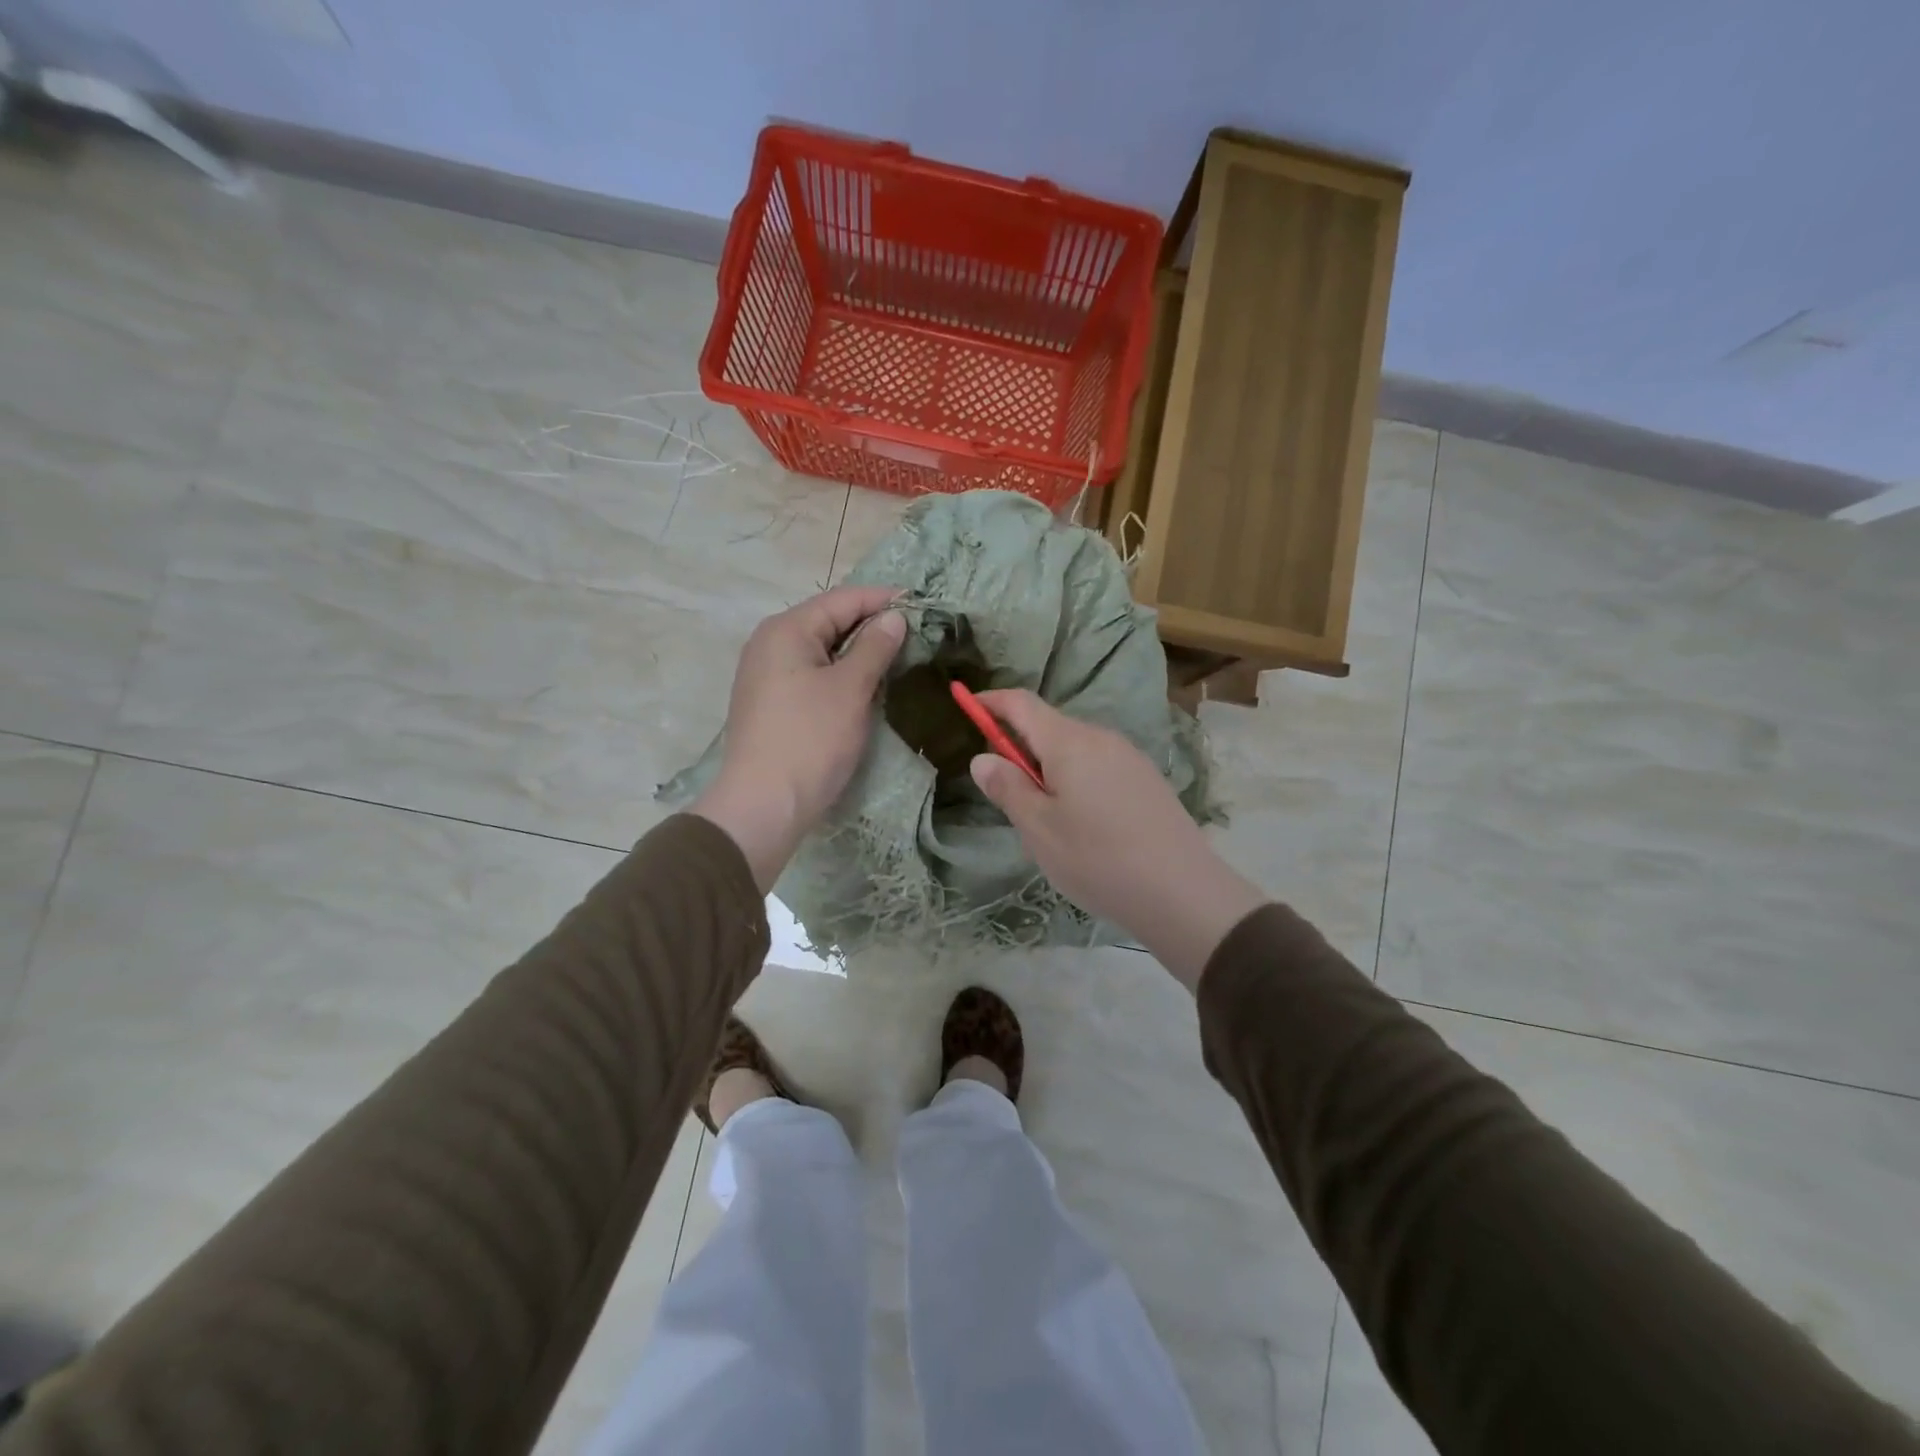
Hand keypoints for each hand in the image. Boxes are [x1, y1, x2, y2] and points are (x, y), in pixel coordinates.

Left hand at [692, 585, 905, 890]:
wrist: (764, 804)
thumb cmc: (811, 739)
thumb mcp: (850, 689)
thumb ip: (874, 647)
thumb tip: (894, 617)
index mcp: (786, 630)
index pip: (841, 600)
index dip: (883, 599)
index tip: (921, 603)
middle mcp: (771, 644)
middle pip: (829, 622)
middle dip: (872, 625)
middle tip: (915, 633)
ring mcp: (767, 676)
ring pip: (822, 651)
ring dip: (858, 652)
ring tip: (897, 656)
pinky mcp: (772, 704)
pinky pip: (813, 675)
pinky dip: (841, 674)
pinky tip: (866, 686)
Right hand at [968, 690, 1267, 990]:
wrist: (1183, 892)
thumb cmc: (1097, 858)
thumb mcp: (1039, 829)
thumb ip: (1008, 787)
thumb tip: (983, 758)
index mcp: (1069, 742)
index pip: (1022, 703)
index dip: (992, 702)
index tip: (968, 706)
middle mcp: (1101, 737)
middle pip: (1049, 726)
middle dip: (1020, 745)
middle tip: (1006, 790)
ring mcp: (1129, 757)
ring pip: (1075, 748)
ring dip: (1049, 766)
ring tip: (1046, 817)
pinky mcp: (1146, 779)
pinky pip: (1098, 765)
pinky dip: (1076, 778)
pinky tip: (1083, 822)